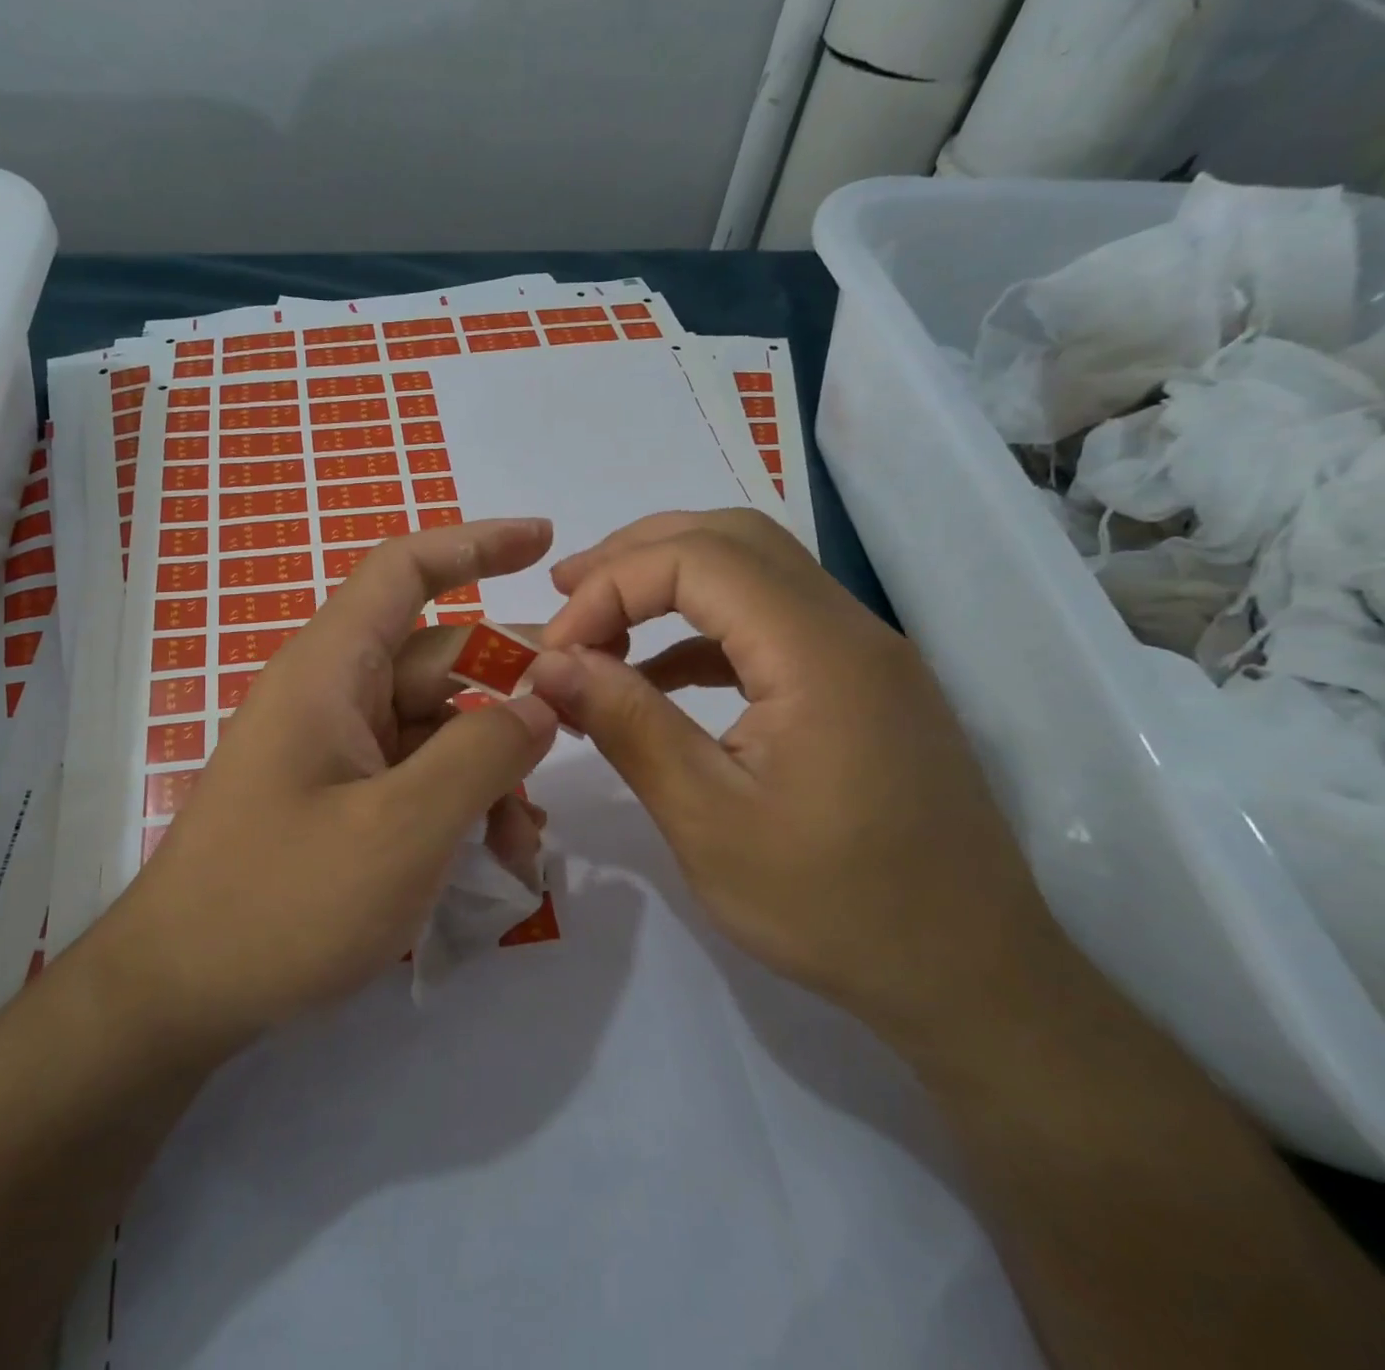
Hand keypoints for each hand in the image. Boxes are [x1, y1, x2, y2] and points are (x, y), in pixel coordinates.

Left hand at [101, 518, 560, 1051]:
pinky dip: (458, 801)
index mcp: (330, 670)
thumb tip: (540, 702)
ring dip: (489, 770)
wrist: (179, 994)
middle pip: (439, 661)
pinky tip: (495, 856)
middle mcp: (331, 695)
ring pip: (435, 727)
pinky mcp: (337, 797)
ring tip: (526, 843)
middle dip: (510, 697)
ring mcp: (333, 749)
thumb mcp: (403, 830)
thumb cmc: (283, 902)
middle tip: (579, 733)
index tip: (545, 541)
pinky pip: (413, 774)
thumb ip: (481, 754)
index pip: (403, 570)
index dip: (475, 542)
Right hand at [528, 509, 1067, 1051]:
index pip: (697, 559)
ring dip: (669, 582)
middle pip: (732, 538)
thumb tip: (548, 663)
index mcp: (819, 653)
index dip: (611, 586)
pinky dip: (701, 631)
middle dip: (636, 555)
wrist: (971, 979)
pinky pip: (770, 624)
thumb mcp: (707, 820)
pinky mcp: (860, 686)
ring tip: (598, 624)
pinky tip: (655, 676)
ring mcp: (863, 655)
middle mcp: (850, 629)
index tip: (556, 650)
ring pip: (754, 572)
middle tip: (565, 593)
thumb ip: (626, 724)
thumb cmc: (833, 908)